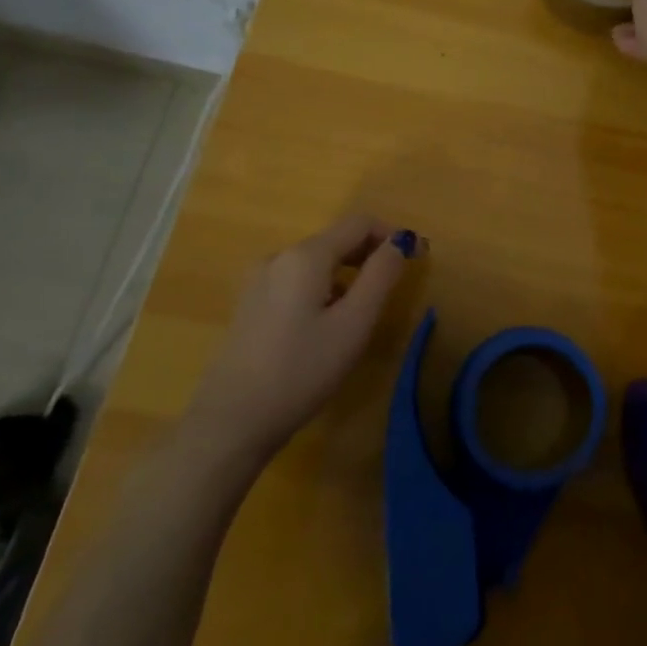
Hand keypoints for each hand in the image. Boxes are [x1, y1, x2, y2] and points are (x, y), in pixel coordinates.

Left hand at [179, 214, 420, 483]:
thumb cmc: (301, 371)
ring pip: (316, 262)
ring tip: (359, 314)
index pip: (359, 223)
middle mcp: (279, 257)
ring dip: (346, 275)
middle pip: (336, 240)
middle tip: (393, 289)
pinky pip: (296, 281)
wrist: (231, 422)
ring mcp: (258, 280)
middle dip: (369, 255)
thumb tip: (401, 241)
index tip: (415, 259)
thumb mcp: (354, 324)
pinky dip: (321, 289)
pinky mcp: (249, 304)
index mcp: (305, 256)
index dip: (391, 235)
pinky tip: (324, 327)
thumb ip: (381, 275)